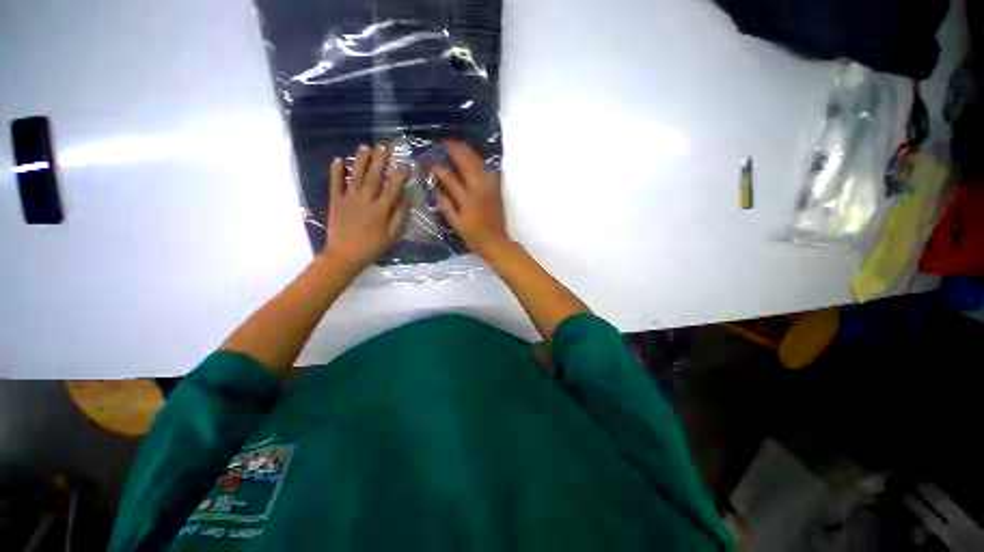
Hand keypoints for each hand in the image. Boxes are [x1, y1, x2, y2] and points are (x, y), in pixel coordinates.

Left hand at [324, 144, 408, 269]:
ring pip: (355, 176)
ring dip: (360, 160)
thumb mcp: (392, 236)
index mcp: (381, 210)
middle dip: (379, 160)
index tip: (405, 164)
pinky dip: (335, 171)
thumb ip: (399, 217)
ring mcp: (349, 199)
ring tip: (364, 146)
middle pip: (374, 177)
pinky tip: (337, 159)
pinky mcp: (335, 201)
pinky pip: (335, 184)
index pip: (393, 188)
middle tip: (384, 146)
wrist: (345, 255)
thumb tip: (407, 200)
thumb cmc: (372, 247)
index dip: (400, 175)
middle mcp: (365, 200)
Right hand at [433, 141, 511, 258]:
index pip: (450, 178)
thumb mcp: (456, 223)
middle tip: (445, 143)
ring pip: (479, 163)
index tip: (432, 164)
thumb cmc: (474, 236)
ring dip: (468, 152)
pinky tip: (472, 157)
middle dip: (456, 151)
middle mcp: (480, 188)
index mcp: (468, 199)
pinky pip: (487, 169)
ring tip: (457, 145)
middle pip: (467, 163)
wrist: (496, 241)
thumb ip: (445, 204)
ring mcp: (491, 186)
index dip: (440, 170)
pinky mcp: (497, 188)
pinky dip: (479, 160)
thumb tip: (435, 187)